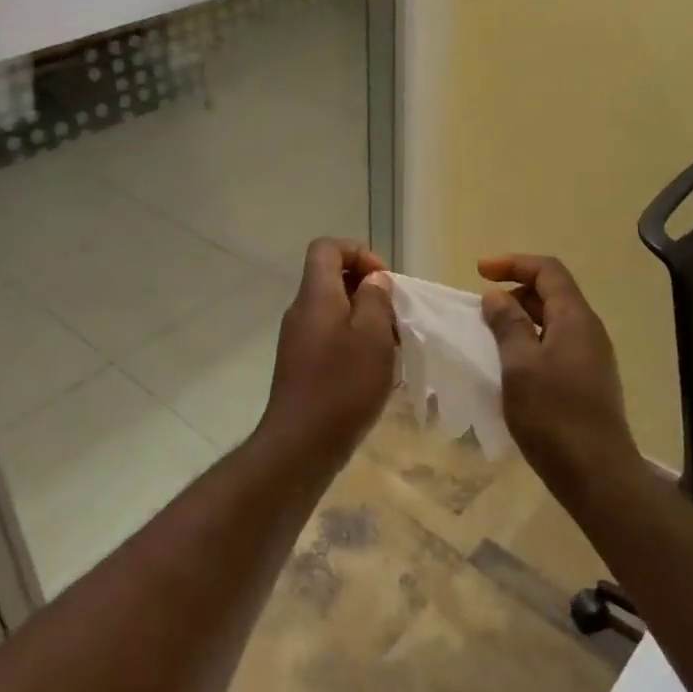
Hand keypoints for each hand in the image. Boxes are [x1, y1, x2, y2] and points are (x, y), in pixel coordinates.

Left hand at [259, 238, 396, 459]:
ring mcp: (298, 339)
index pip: (327, 247)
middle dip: (368, 291)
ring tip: (390, 348)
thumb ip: (376, 299)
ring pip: (334, 310)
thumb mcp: (372, 336)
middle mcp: (301, 310)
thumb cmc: (342, 385)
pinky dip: (354, 343)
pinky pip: (330, 337)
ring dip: (365, 320)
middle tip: (394, 318)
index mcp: (315, 295)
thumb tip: (373, 281)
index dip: (358, 252)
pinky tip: (374, 371)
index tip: (384, 281)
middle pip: (332, 278)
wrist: (301, 444)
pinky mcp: (301, 364)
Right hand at [480, 254, 639, 501]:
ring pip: (553, 320)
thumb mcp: (519, 365)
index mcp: (575, 318)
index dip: (513, 263)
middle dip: (515, 291)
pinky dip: (530, 341)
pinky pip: (556, 344)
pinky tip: (511, 364)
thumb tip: (496, 296)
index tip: (479, 272)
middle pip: (552, 293)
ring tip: (490, 336)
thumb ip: (507, 325)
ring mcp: (591, 356)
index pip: (547, 270)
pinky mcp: (587, 379)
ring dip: (520, 318)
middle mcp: (588, 330)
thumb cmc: (553, 415)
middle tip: (481, 310)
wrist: (596, 473)